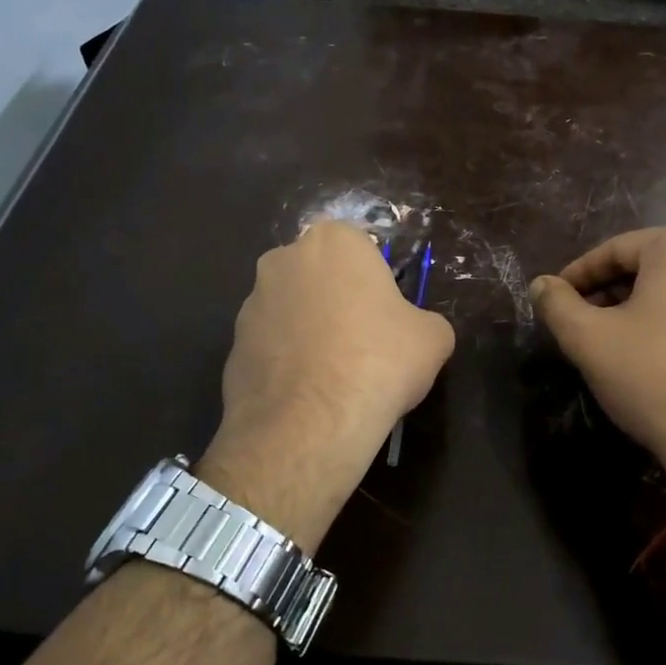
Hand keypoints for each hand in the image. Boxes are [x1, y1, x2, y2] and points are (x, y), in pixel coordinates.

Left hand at [197, 222, 454, 550]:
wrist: (311, 423)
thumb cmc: (380, 361)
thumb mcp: (433, 337)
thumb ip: (423, 320)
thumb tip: (414, 331)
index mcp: (333, 241)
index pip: (360, 246)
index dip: (377, 279)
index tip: (388, 313)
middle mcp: (283, 260)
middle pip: (321, 275)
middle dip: (338, 299)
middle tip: (365, 340)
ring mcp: (251, 303)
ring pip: (292, 309)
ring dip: (310, 331)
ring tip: (335, 375)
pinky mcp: (232, 346)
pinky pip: (271, 346)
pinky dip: (288, 362)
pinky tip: (308, 395)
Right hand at [531, 226, 665, 493]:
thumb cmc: (655, 377)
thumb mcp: (590, 340)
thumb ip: (557, 305)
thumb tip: (541, 285)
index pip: (615, 250)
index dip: (577, 276)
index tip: (553, 300)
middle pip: (648, 264)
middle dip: (609, 291)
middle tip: (579, 322)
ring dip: (638, 305)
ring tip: (610, 339)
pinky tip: (651, 350)